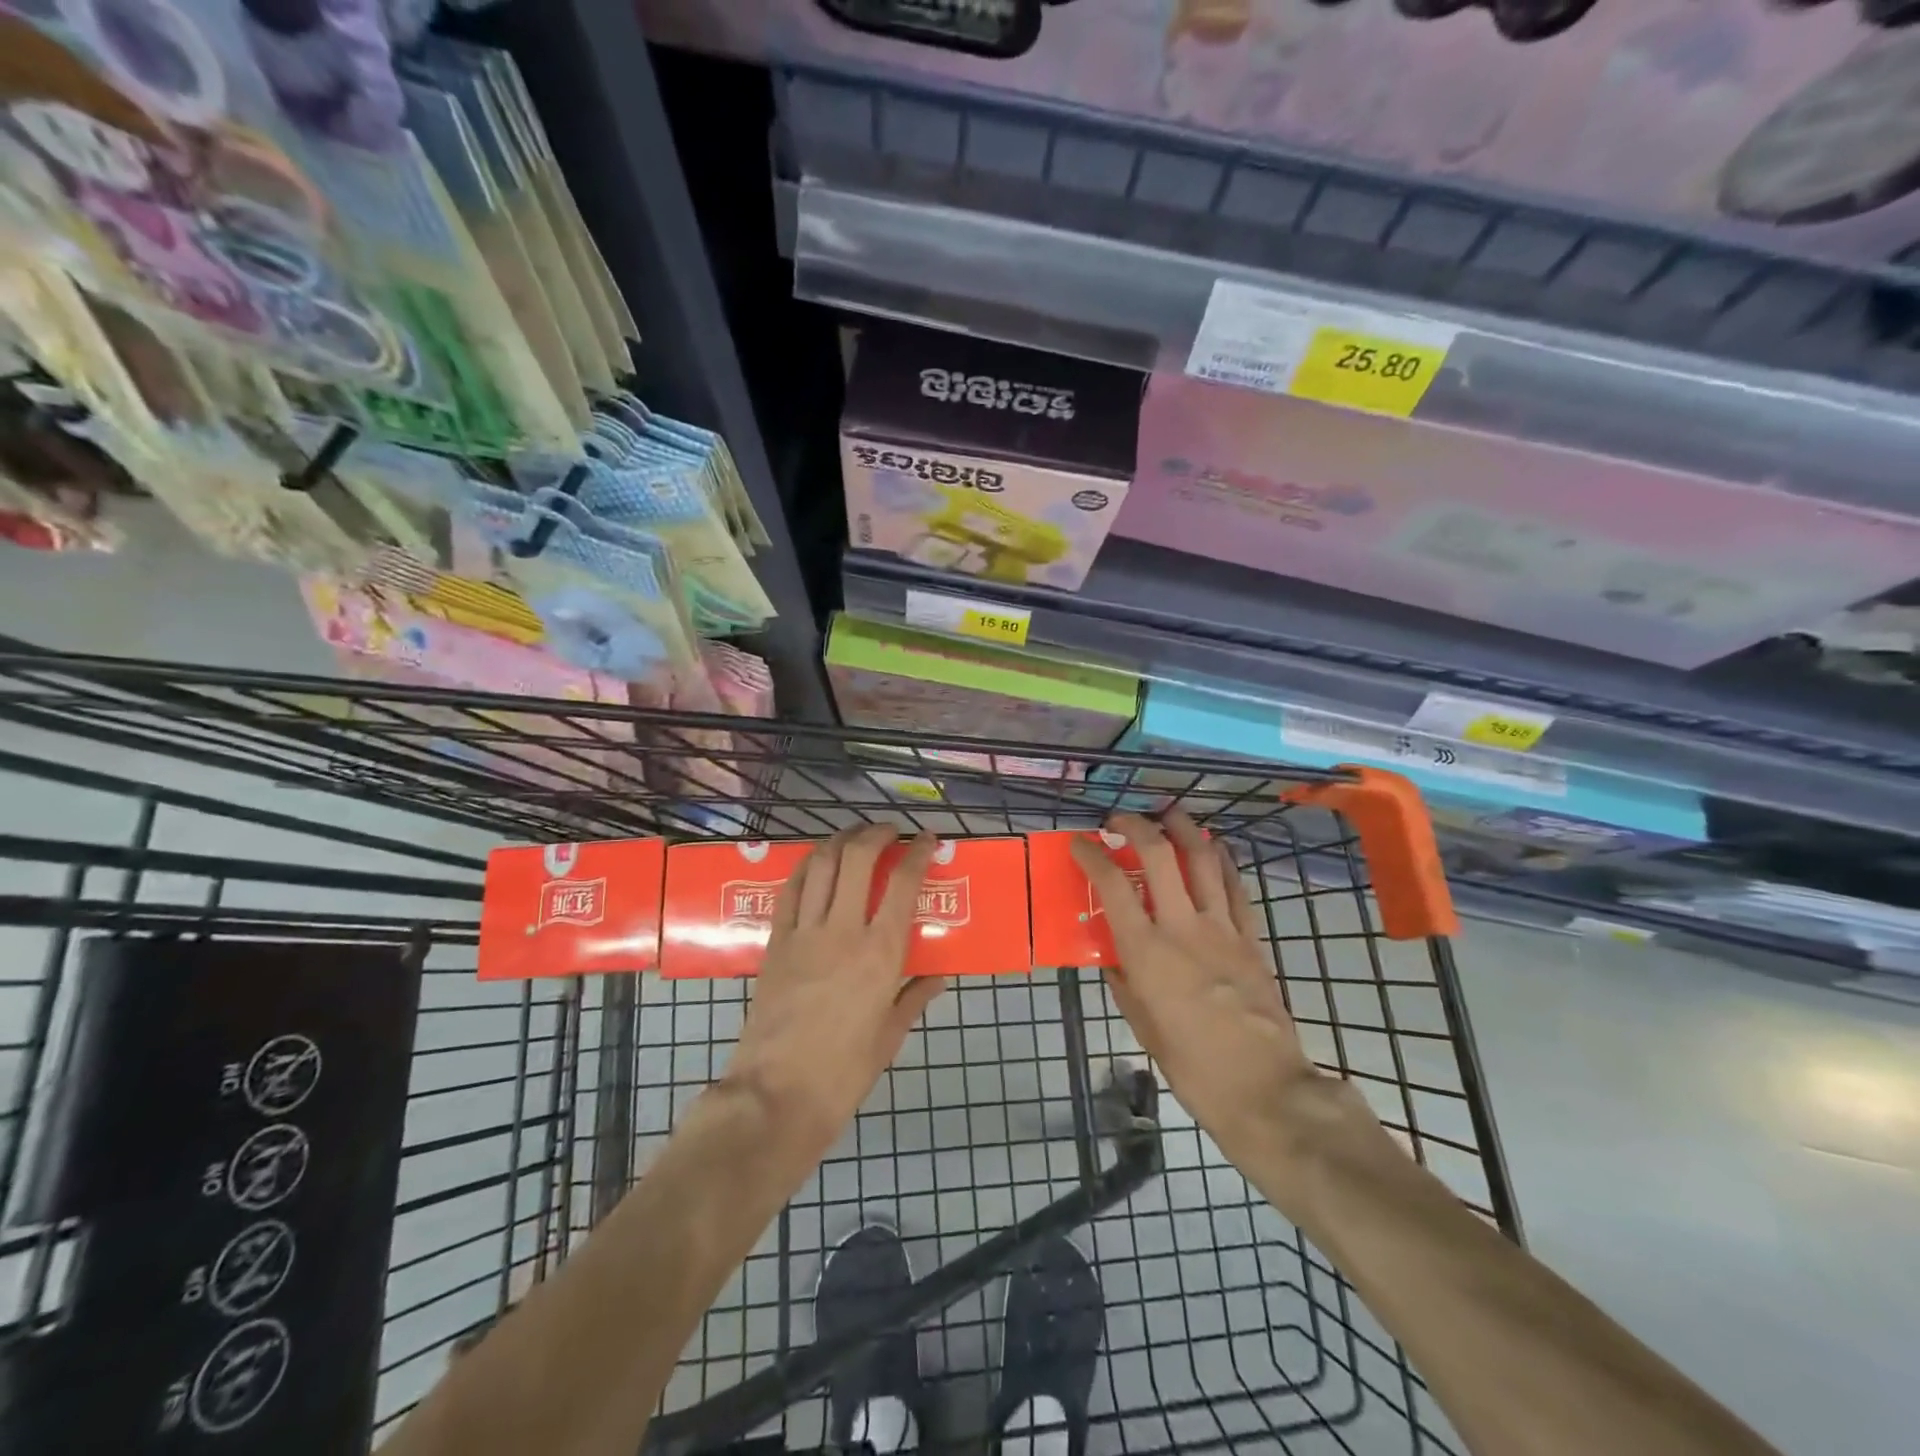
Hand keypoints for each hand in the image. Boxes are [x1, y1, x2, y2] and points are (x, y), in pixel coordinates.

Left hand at [723, 825, 944, 1160]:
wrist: (776, 1095)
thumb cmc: (843, 1073)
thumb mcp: (889, 1036)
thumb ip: (914, 998)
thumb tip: (937, 977)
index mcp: (880, 953)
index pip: (903, 884)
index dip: (919, 853)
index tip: (929, 841)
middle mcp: (843, 931)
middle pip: (858, 858)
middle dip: (876, 833)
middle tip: (890, 832)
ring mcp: (804, 933)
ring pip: (821, 865)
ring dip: (840, 840)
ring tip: (855, 836)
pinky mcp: (775, 942)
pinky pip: (790, 891)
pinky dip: (805, 867)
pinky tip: (815, 862)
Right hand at [1071, 810, 1324, 1168]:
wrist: (1263, 1088)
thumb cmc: (1191, 1066)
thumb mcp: (1141, 1025)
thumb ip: (1124, 981)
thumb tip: (1113, 954)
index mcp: (1146, 951)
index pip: (1113, 885)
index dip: (1092, 856)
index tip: (1081, 844)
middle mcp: (1182, 927)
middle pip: (1159, 855)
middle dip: (1136, 825)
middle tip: (1120, 818)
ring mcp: (1221, 928)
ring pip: (1202, 859)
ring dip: (1184, 828)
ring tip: (1169, 812)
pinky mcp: (1251, 937)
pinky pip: (1234, 887)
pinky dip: (1221, 860)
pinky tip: (1213, 847)